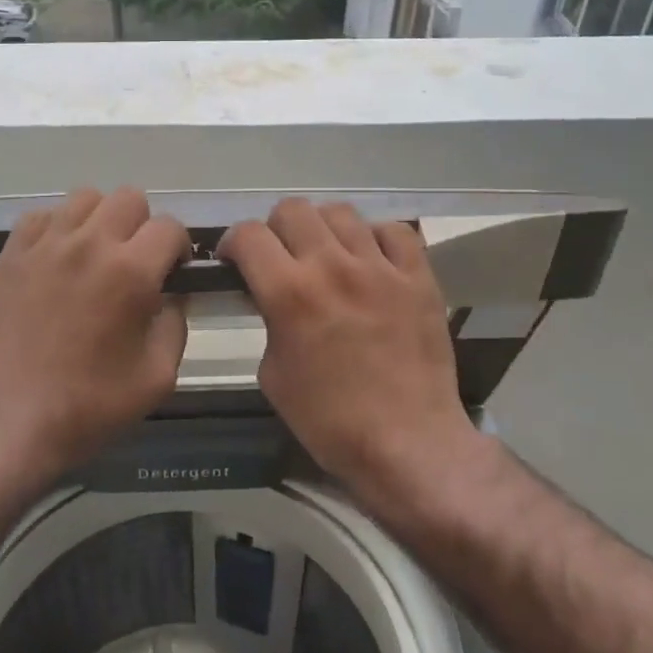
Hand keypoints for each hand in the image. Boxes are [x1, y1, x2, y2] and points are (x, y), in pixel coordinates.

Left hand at [0, 187, 189, 484]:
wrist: (8, 422)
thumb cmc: (89, 407)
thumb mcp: (158, 377)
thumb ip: (176, 324)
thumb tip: (171, 295)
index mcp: (130, 272)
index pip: (170, 227)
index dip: (180, 248)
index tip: (173, 274)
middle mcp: (89, 244)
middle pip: (130, 198)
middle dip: (143, 227)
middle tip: (136, 265)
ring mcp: (45, 244)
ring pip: (86, 198)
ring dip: (101, 220)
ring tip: (96, 257)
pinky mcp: (12, 253)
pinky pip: (43, 215)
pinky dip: (59, 227)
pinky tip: (59, 260)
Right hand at [220, 199, 471, 490]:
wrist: (407, 442)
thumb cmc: (330, 421)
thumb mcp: (273, 375)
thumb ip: (269, 322)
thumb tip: (273, 300)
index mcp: (290, 293)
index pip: (248, 235)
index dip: (233, 243)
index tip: (235, 261)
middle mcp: (333, 267)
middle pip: (292, 209)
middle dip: (275, 230)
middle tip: (280, 258)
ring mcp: (381, 267)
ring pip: (341, 212)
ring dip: (322, 229)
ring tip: (326, 256)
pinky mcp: (419, 276)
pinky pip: (394, 230)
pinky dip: (375, 238)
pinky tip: (371, 261)